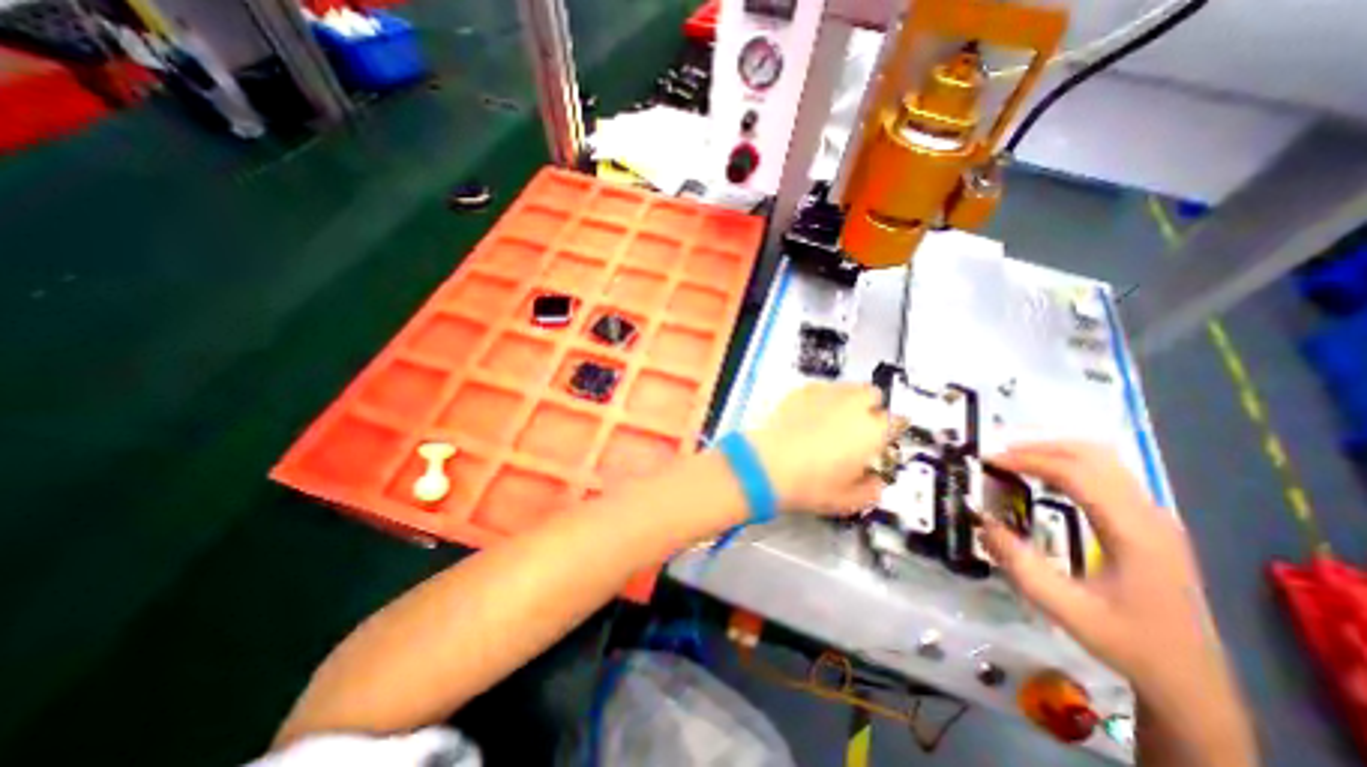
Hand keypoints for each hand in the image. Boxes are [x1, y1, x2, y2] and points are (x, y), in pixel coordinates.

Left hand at [744, 380, 892, 513]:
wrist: (767, 466)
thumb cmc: (812, 485)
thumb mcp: (848, 501)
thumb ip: (871, 491)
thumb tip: (876, 482)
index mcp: (872, 431)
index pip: (897, 421)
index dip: (890, 430)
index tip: (882, 440)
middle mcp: (853, 405)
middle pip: (872, 394)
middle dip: (870, 407)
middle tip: (857, 427)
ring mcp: (825, 394)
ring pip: (846, 387)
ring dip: (847, 399)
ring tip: (832, 419)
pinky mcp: (800, 391)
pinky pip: (820, 388)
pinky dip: (821, 398)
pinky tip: (808, 415)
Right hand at [984, 443, 1228, 700]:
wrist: (1191, 677)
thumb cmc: (1127, 640)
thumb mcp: (1064, 608)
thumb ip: (1019, 563)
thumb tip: (982, 521)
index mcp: (1133, 534)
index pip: (1077, 474)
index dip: (1029, 461)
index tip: (990, 461)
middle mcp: (1150, 516)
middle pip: (1094, 456)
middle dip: (1040, 447)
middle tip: (998, 455)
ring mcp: (1154, 517)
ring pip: (1103, 460)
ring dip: (1055, 452)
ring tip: (1016, 461)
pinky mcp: (1149, 522)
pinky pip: (1107, 474)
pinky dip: (1070, 464)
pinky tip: (1046, 479)